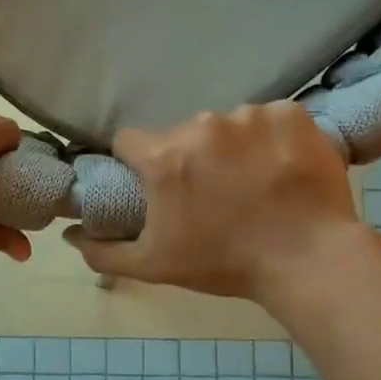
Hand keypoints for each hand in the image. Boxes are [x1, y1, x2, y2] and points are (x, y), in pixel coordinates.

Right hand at [66, 103, 374, 303]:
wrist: (310, 261)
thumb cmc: (225, 264)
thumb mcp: (154, 266)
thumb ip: (103, 250)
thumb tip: (70, 235)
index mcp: (165, 158)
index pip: (130, 141)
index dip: (138, 163)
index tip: (156, 185)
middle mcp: (203, 126)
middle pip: (181, 134)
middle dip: (189, 159)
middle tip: (213, 194)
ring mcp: (250, 115)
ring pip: (226, 126)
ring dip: (232, 148)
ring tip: (254, 184)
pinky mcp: (290, 113)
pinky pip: (268, 119)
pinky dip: (271, 139)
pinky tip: (282, 168)